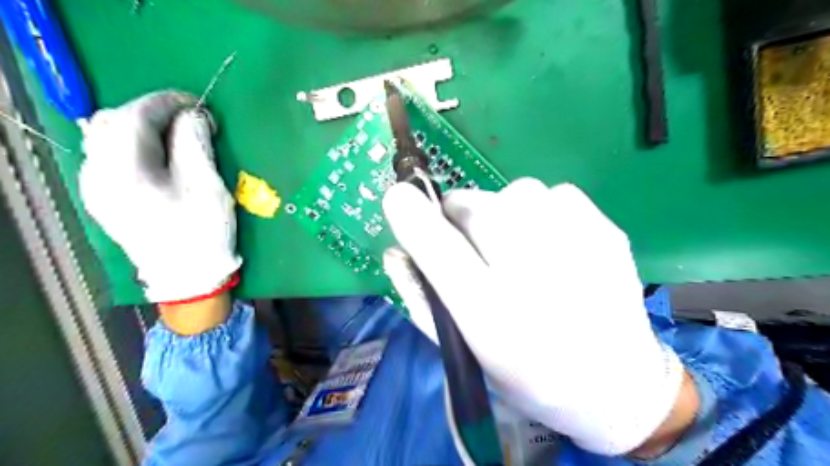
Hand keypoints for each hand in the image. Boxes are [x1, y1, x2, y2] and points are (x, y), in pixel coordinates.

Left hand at [80, 90, 239, 301]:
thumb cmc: (203, 232)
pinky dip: (134, 146)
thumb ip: (195, 143)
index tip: (199, 105)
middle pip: (112, 122)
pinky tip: (158, 157)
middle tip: (190, 121)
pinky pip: (110, 157)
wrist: (187, 277)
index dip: (167, 102)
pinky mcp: (103, 198)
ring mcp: (96, 188)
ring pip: (106, 138)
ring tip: (176, 137)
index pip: (134, 116)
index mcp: (124, 172)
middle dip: (152, 113)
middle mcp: (97, 175)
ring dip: (141, 128)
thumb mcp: (207, 185)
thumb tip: (193, 116)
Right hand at [386, 180, 690, 456]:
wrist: (616, 385)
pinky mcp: (605, 228)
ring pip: (512, 192)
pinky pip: (552, 194)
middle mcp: (532, 272)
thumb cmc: (527, 375)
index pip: (436, 243)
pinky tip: (557, 247)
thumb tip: (395, 250)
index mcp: (490, 313)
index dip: (409, 213)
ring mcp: (576, 243)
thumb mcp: (464, 350)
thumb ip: (421, 298)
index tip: (398, 199)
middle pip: (472, 204)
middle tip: (478, 249)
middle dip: (461, 219)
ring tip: (522, 251)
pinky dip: (542, 213)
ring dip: (503, 214)